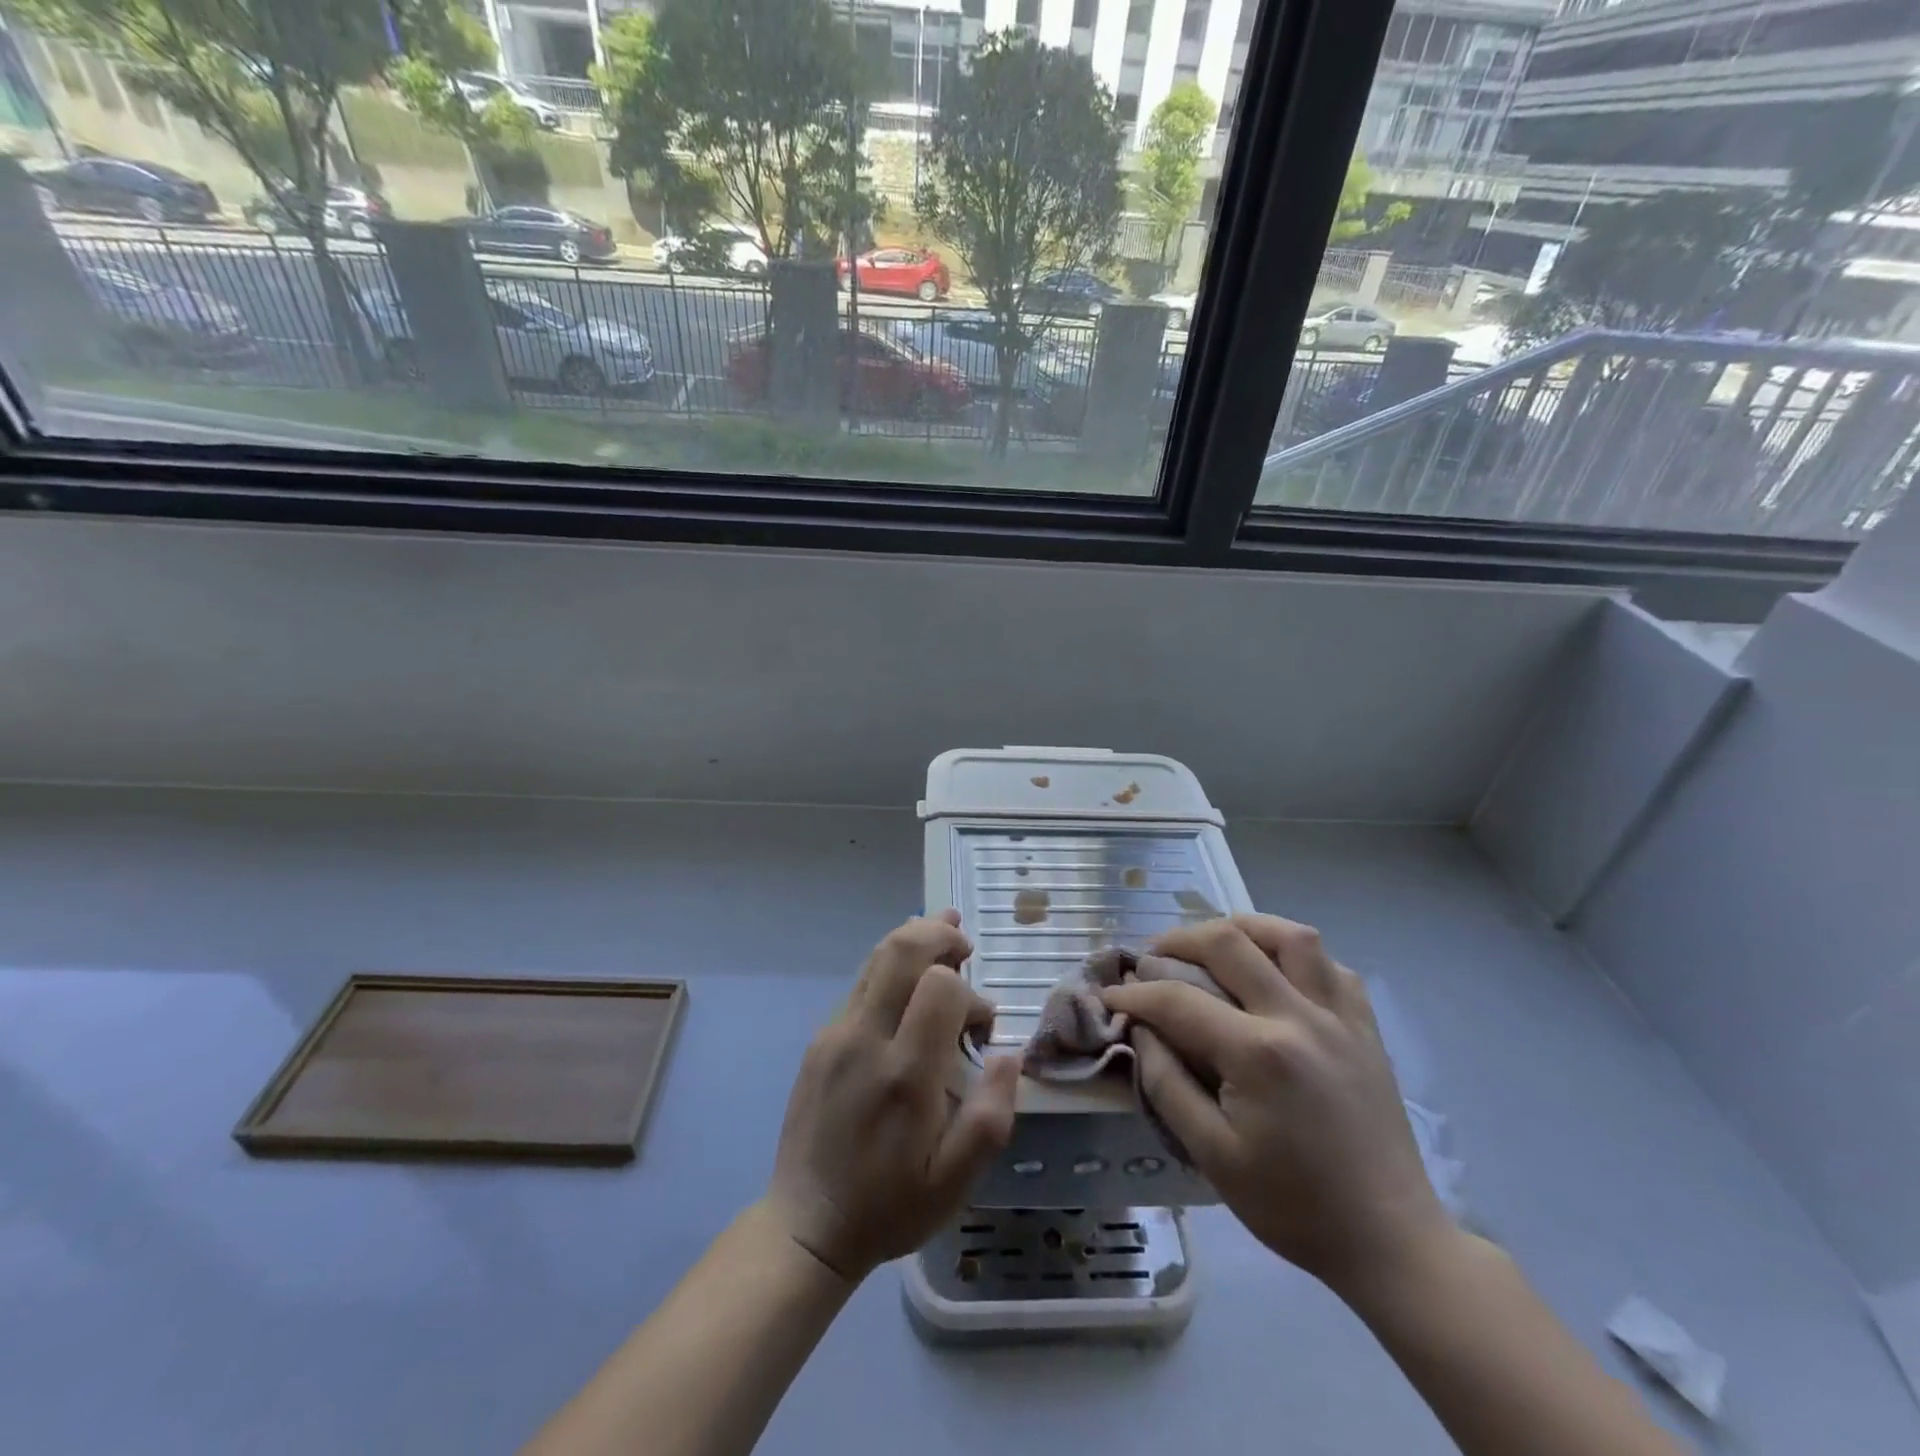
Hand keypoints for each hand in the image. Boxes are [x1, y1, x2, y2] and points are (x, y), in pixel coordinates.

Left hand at [763, 910, 1021, 1283]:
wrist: (806, 1226)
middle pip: (901, 951)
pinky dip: (892, 968)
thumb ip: (991, 1115)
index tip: (981, 1027)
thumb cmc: (889, 1206)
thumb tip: (1010, 1054)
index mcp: (904, 1075)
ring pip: (876, 959)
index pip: (939, 987)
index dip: (970, 993)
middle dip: (938, 934)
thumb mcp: (955, 1183)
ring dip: (914, 940)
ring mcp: (835, 1035)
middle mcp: (864, 1040)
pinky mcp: (820, 1040)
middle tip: (964, 943)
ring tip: (945, 935)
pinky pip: (861, 985)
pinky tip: (909, 980)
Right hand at [1102, 915, 1450, 1295]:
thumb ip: (1166, 1083)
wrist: (1389, 1241)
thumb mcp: (1211, 1155)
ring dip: (1242, 928)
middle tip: (1153, 959)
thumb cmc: (1292, 1205)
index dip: (1134, 994)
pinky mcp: (1365, 1025)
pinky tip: (1273, 972)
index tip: (1110, 996)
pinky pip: (1329, 964)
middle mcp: (1300, 1017)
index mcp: (1259, 1054)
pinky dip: (1293, 953)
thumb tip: (1141, 1028)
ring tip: (1214, 946)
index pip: (1178, 999)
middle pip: (1228, 942)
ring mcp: (1340, 1016)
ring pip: (1289, 935)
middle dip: (1177, 941)